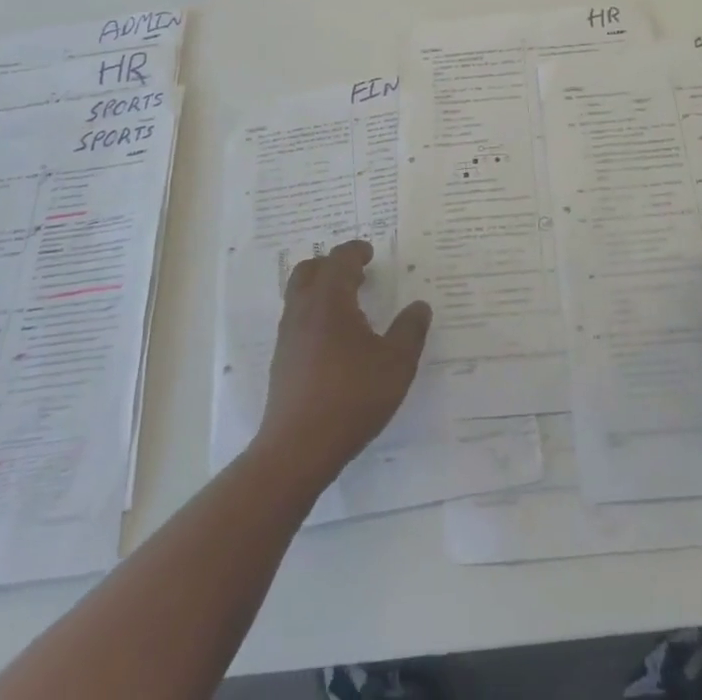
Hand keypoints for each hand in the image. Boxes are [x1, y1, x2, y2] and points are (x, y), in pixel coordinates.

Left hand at [255, 240, 431, 484]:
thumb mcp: (396, 364)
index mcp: (330, 300)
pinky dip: (314, 314)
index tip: (370, 253)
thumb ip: (410, 331)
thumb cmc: (351, 398)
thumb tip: (419, 306)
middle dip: (332, 265)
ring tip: (349, 305)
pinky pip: (297, 320)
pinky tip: (335, 340)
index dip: (356, 251)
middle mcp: (303, 310)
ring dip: (321, 289)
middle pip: (310, 270)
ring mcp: (288, 336)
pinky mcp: (282, 361)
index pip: (340, 260)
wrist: (297, 449)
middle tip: (357, 273)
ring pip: (299, 295)